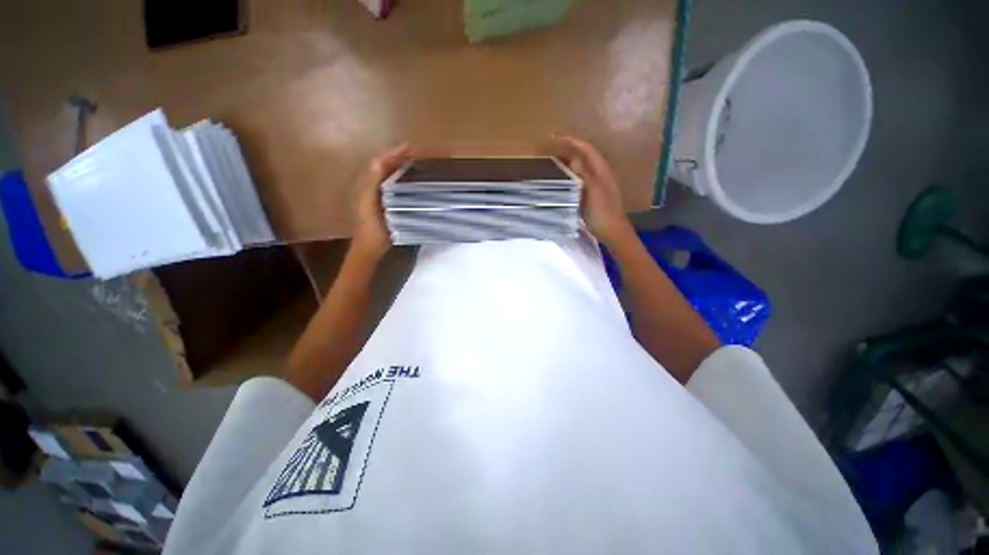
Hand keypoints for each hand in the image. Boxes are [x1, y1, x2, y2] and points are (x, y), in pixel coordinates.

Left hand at [352, 144, 410, 259]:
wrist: (371, 246)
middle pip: (388, 166)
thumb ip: (371, 183)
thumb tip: (378, 161)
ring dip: (405, 167)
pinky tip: (417, 181)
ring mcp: (383, 195)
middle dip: (401, 157)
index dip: (395, 153)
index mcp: (370, 183)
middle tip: (419, 152)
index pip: (382, 162)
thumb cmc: (370, 226)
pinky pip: (398, 186)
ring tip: (420, 162)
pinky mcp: (390, 203)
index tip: (411, 147)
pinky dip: (407, 180)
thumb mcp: (369, 205)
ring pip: (394, 175)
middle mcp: (375, 185)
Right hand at [551, 135, 632, 246]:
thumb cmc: (603, 213)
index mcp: (601, 172)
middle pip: (584, 156)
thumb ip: (585, 175)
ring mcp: (596, 186)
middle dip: (569, 149)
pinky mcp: (591, 197)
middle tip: (551, 147)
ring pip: (581, 168)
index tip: (555, 138)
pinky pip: (578, 181)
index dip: (572, 141)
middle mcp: (599, 175)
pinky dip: (569, 176)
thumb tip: (574, 159)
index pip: (587, 150)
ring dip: (568, 161)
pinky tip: (560, 180)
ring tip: (552, 160)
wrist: (613, 233)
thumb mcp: (594, 192)